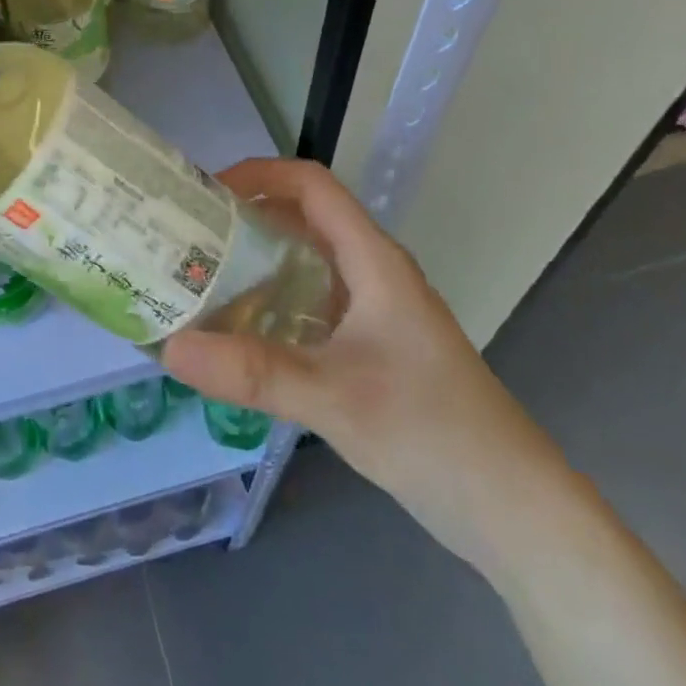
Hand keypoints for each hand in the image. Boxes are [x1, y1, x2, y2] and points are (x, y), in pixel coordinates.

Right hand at [161, 159, 577, 576]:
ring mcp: (374, 311)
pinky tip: (240, 333)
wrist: (515, 511)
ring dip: (255, 260)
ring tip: (200, 278)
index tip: (205, 193)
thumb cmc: (434, 434)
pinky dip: (272, 302)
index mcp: (373, 260)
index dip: (259, 174)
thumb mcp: (336, 398)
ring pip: (306, 262)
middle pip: (304, 218)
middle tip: (187, 236)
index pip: (312, 185)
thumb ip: (254, 372)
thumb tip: (170, 348)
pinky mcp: (372, 346)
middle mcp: (373, 272)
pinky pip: (311, 302)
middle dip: (245, 217)